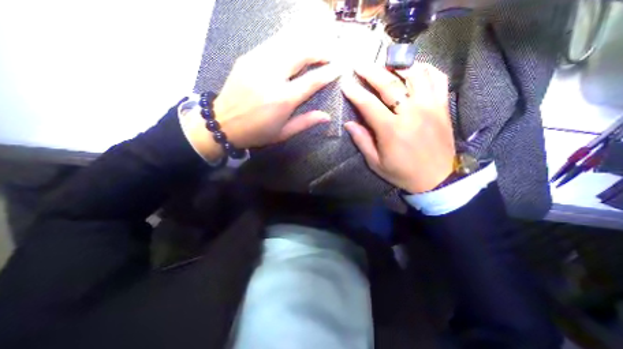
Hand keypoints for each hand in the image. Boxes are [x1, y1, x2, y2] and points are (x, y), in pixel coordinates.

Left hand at [182, 22, 339, 160]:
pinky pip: (273, 42)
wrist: (222, 123)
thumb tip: (327, 116)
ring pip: (288, 41)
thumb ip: (306, 122)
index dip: (328, 72)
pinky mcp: (248, 57)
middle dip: (321, 49)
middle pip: (301, 52)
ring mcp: (257, 62)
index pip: (312, 81)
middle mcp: (271, 76)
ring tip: (319, 45)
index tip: (340, 67)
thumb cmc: (256, 133)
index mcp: (282, 99)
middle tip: (332, 53)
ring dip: (307, 40)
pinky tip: (298, 44)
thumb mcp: (283, 133)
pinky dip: (290, 40)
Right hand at [343, 63, 455, 193]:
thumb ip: (362, 141)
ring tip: (386, 63)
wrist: (436, 179)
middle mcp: (411, 113)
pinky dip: (426, 69)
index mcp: (391, 130)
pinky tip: (415, 69)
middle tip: (360, 64)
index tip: (345, 84)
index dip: (355, 93)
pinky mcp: (442, 107)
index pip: (369, 104)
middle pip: (390, 84)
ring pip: (415, 75)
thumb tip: (348, 124)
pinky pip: (438, 79)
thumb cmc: (402, 173)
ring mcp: (430, 107)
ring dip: (398, 66)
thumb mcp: (376, 162)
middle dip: (371, 72)